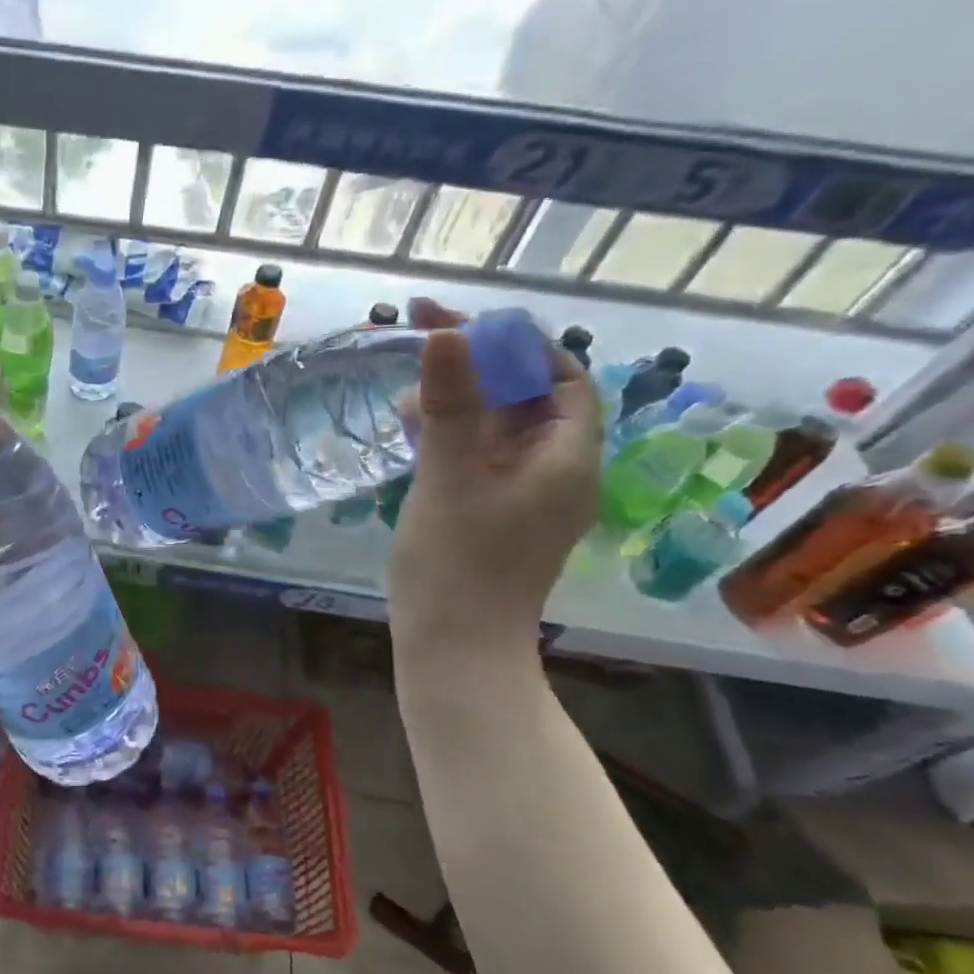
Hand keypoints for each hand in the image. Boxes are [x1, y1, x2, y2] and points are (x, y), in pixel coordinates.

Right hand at [390, 308, 601, 643]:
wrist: (454, 650)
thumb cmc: (457, 564)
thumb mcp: (449, 477)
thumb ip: (450, 404)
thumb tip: (445, 334)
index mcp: (567, 458)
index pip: (561, 376)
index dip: (515, 344)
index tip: (458, 324)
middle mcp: (557, 470)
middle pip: (529, 397)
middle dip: (479, 365)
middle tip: (423, 341)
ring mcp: (526, 494)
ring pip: (500, 426)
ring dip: (460, 398)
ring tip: (405, 389)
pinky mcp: (496, 512)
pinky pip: (481, 455)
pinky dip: (452, 433)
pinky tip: (412, 428)